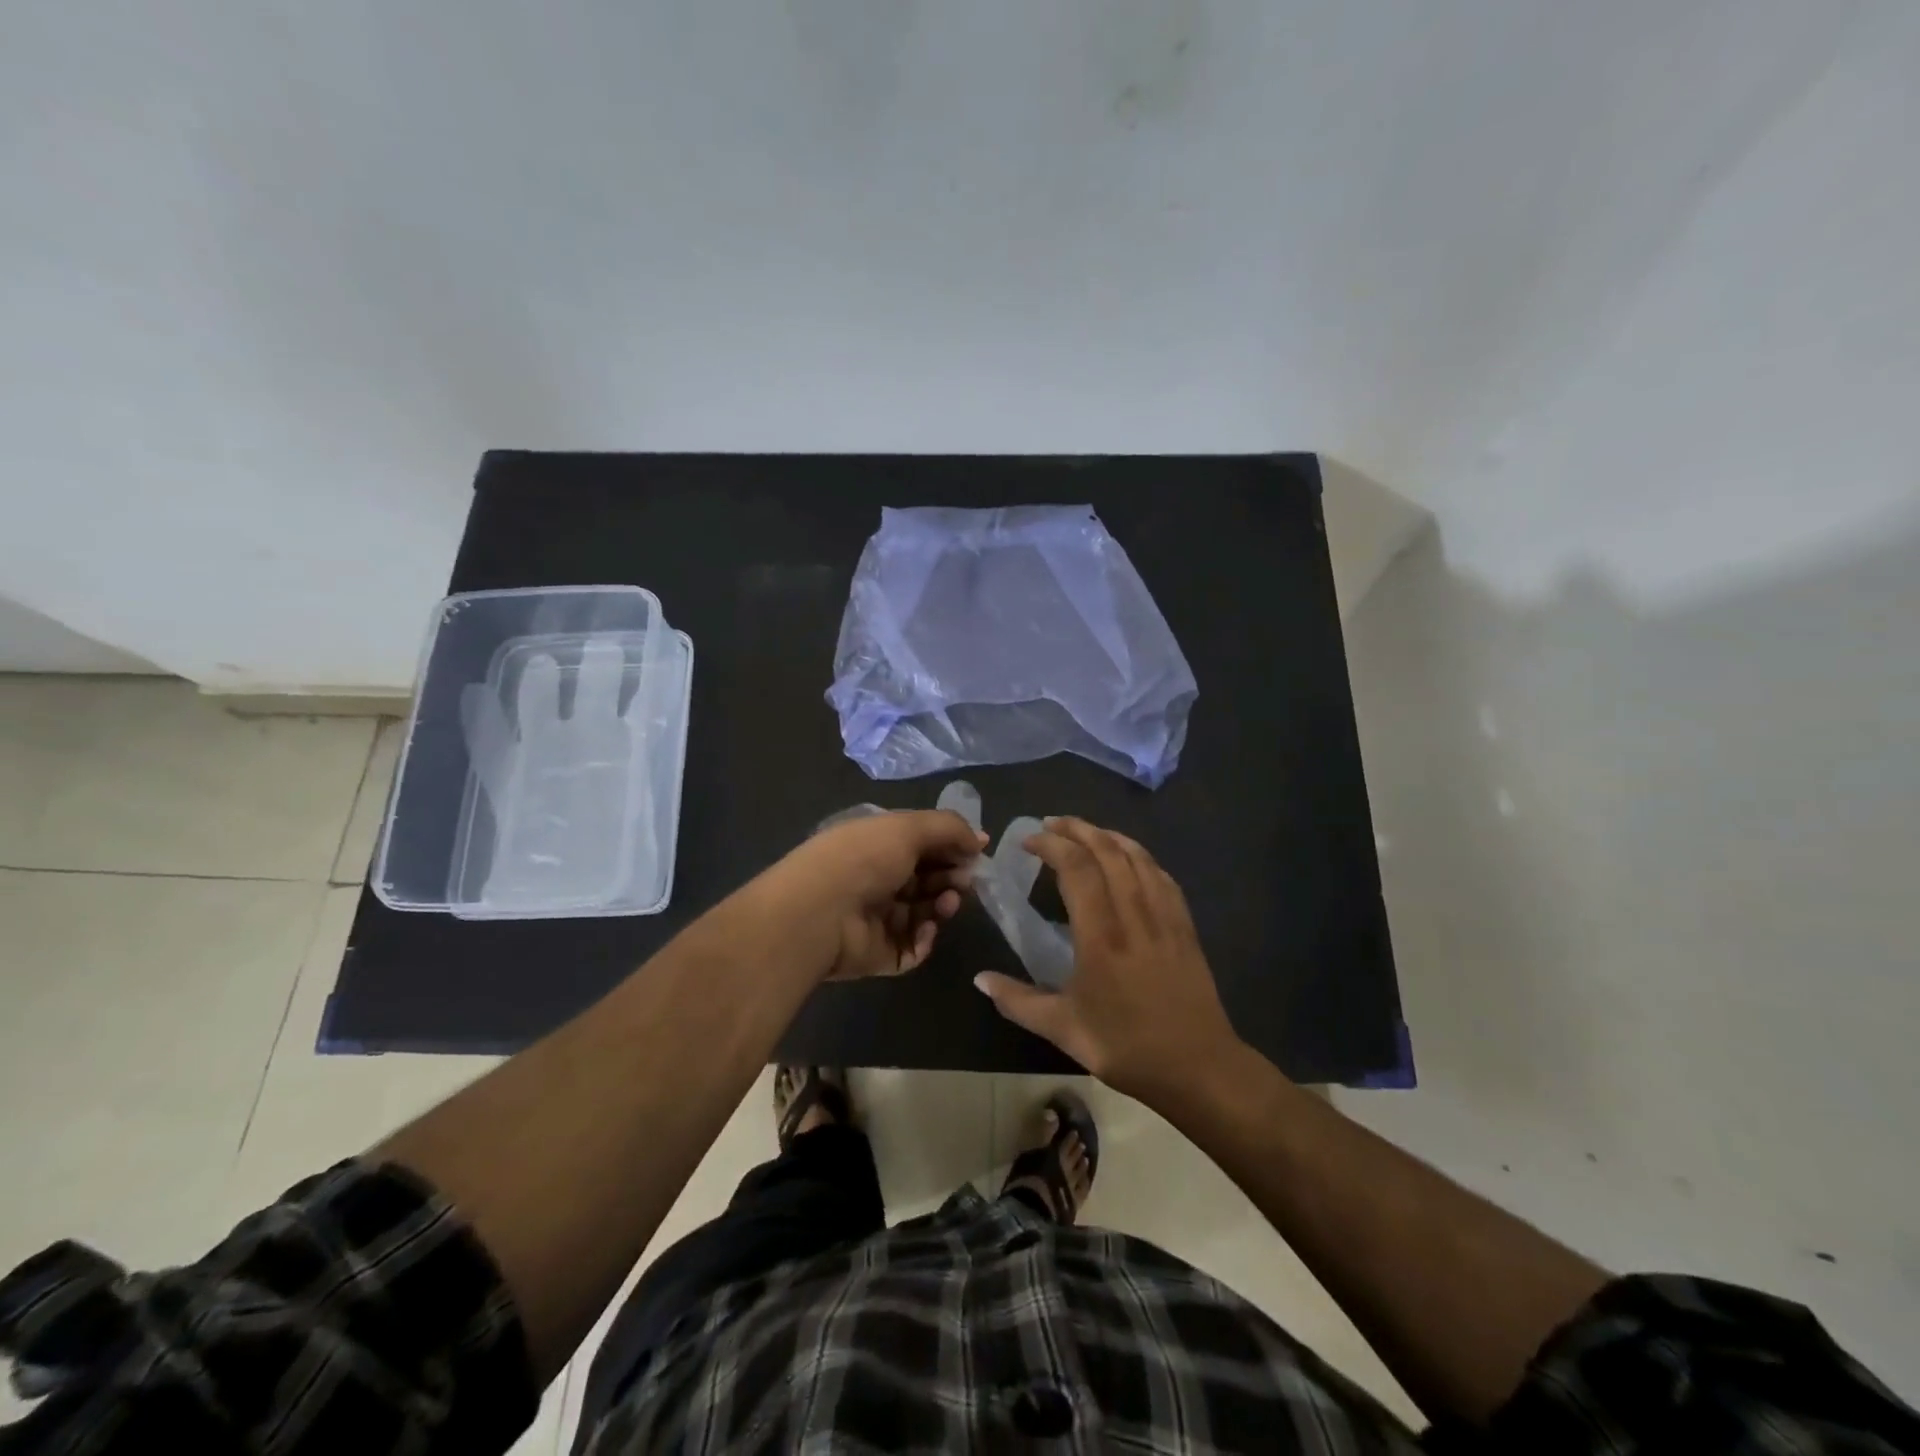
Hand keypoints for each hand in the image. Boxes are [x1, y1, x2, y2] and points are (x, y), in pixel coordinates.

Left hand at [762, 810, 986, 980]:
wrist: (819, 913)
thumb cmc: (864, 858)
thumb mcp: (908, 827)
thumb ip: (950, 829)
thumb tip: (981, 839)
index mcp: (876, 844)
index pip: (921, 844)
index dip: (950, 846)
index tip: (976, 852)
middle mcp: (876, 879)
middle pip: (926, 878)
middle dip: (950, 876)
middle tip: (964, 880)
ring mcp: (877, 919)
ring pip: (924, 913)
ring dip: (942, 905)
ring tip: (947, 902)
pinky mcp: (879, 954)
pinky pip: (913, 947)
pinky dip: (926, 938)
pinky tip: (927, 928)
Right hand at [974, 817, 1241, 1103]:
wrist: (1199, 1067)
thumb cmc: (1127, 1048)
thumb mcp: (1064, 1029)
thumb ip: (1018, 1001)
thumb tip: (979, 979)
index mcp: (1101, 937)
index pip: (1077, 869)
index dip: (1052, 845)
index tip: (1028, 841)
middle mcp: (1134, 915)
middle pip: (1107, 851)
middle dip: (1077, 829)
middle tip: (1051, 824)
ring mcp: (1164, 917)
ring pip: (1137, 857)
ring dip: (1108, 836)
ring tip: (1085, 831)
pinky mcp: (1184, 926)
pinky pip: (1161, 876)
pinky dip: (1140, 856)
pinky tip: (1130, 858)